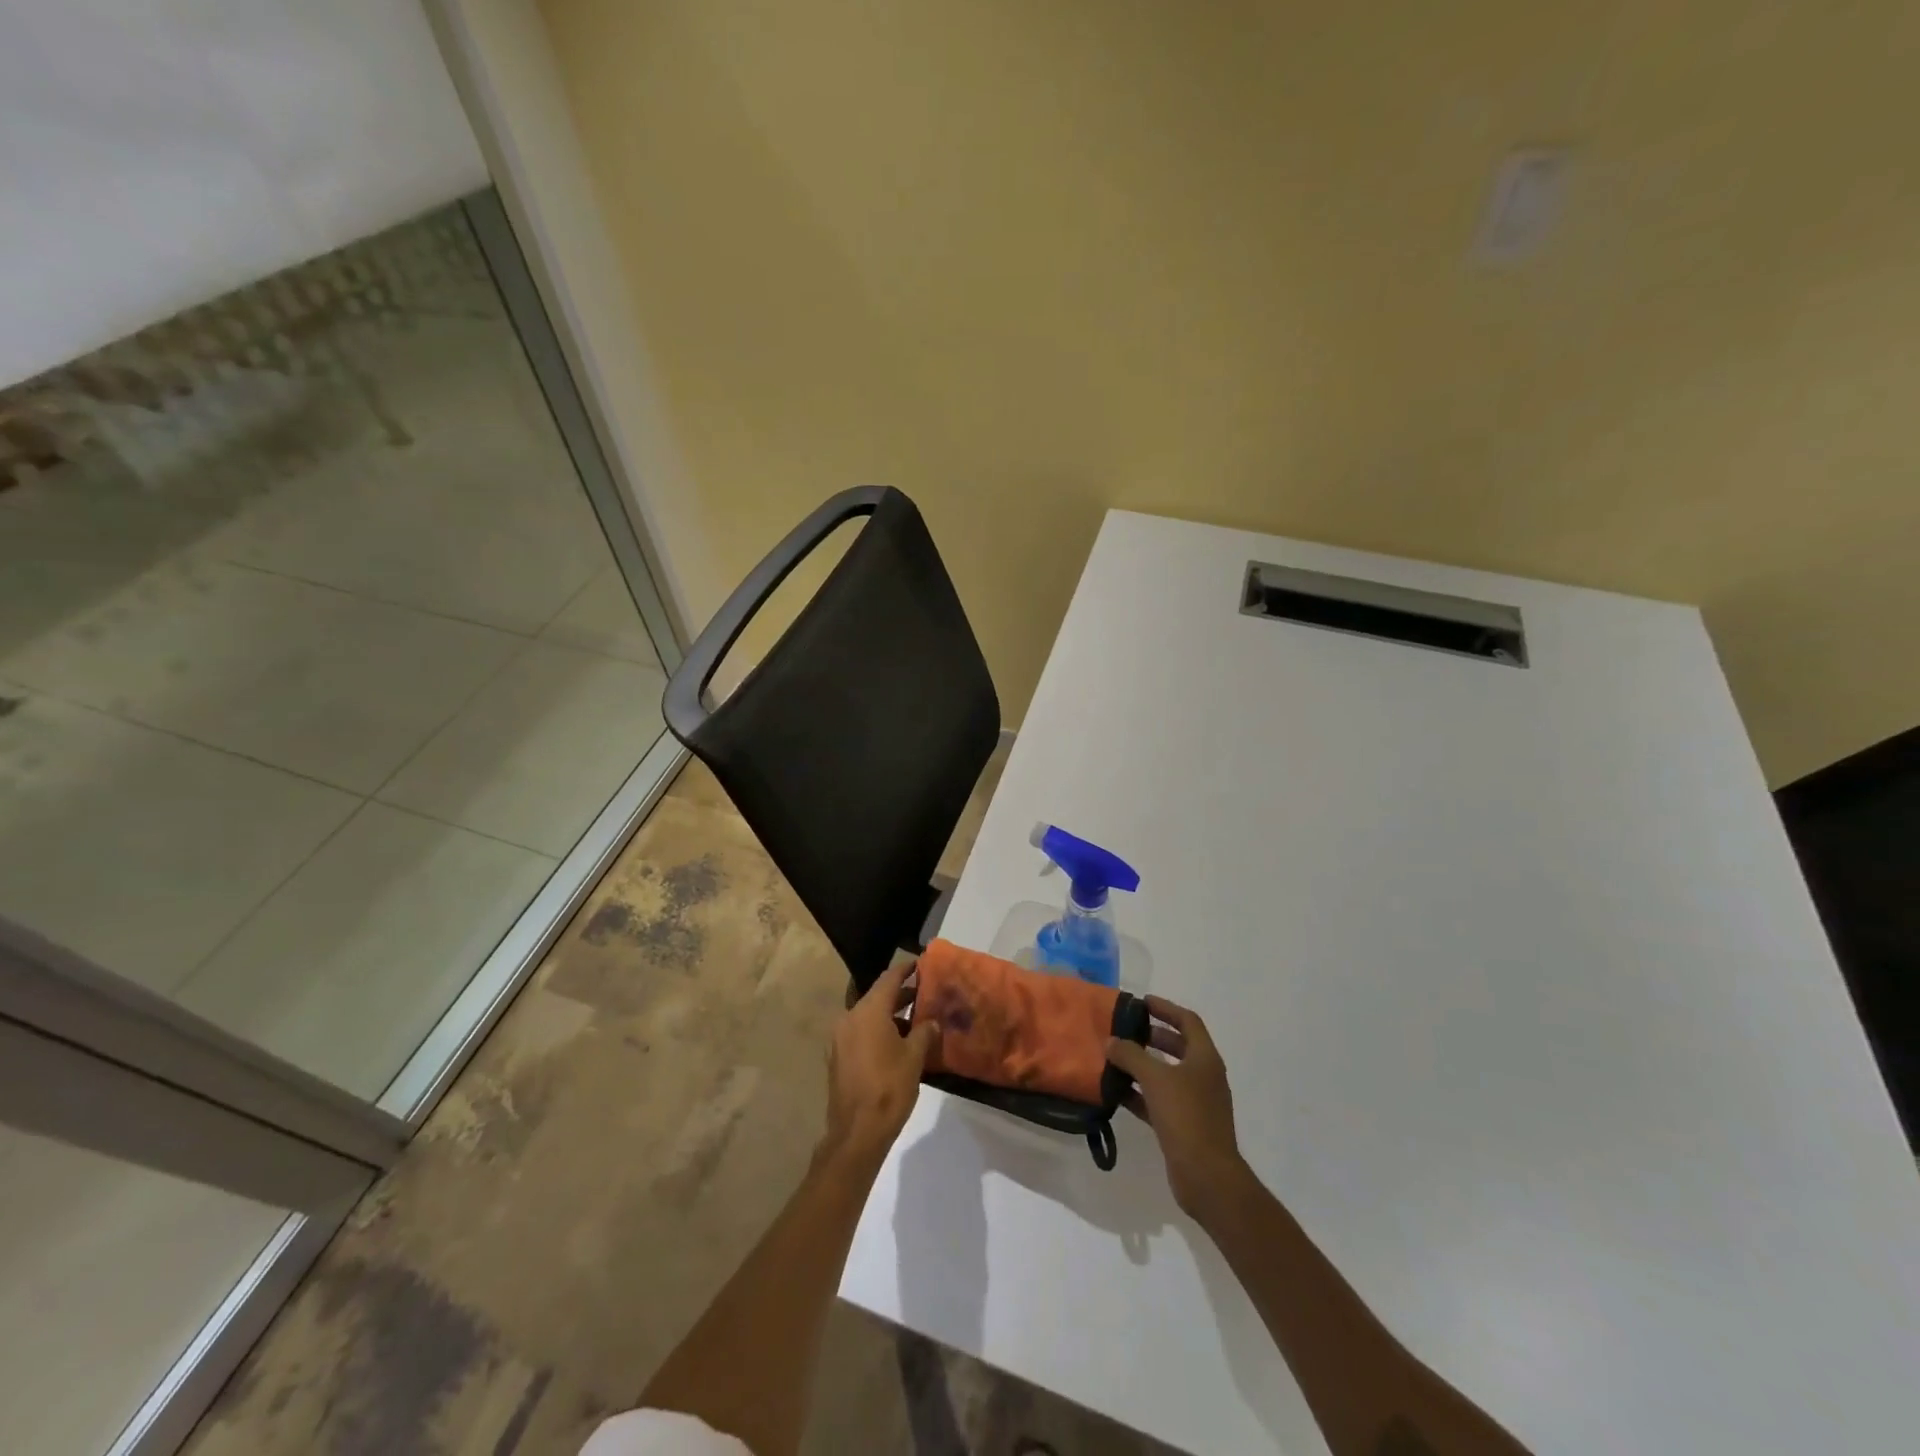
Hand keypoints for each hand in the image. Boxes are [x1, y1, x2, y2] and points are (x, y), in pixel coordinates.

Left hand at [821, 959, 939, 1169]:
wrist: (856, 1133)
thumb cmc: (889, 1088)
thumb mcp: (914, 1058)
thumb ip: (925, 1032)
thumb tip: (932, 1022)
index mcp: (868, 1012)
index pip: (889, 979)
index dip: (905, 969)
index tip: (920, 963)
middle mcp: (849, 1018)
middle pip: (877, 996)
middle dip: (900, 994)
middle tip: (924, 993)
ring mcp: (839, 1038)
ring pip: (868, 1015)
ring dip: (889, 1014)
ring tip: (915, 1020)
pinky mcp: (837, 1057)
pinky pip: (860, 1032)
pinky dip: (877, 1030)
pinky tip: (896, 1042)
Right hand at [1107, 997, 1250, 1223]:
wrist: (1207, 1176)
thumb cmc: (1186, 1116)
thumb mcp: (1155, 1078)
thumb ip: (1131, 1055)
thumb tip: (1111, 1041)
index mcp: (1205, 1058)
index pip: (1187, 1021)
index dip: (1165, 1008)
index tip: (1141, 1002)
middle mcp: (1203, 1076)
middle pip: (1178, 1046)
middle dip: (1153, 1035)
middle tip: (1125, 1029)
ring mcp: (1196, 1103)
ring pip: (1167, 1074)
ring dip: (1143, 1065)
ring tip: (1115, 1057)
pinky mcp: (1184, 1126)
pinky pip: (1159, 1100)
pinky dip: (1140, 1093)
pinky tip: (1116, 1091)